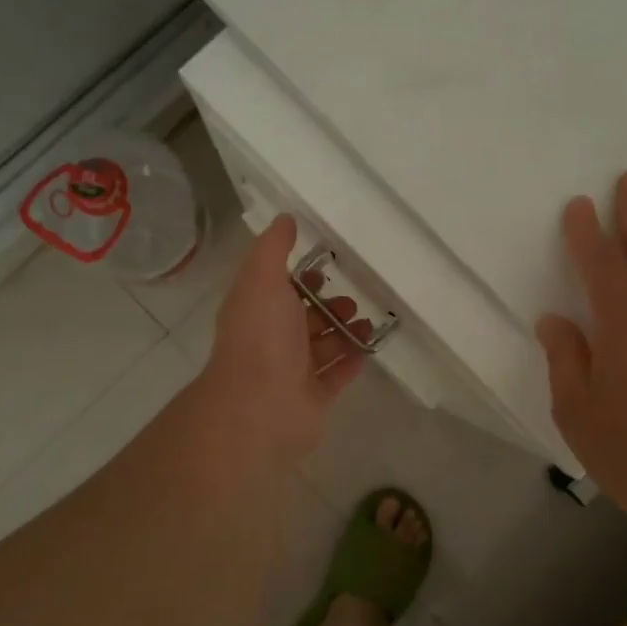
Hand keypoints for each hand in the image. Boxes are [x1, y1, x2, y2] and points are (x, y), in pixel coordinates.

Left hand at [198, 215, 369, 466]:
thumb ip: (274, 248)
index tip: (325, 267)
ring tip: (368, 322)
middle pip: (303, 319)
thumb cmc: (261, 337)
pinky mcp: (313, 398)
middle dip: (327, 306)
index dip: (300, 278)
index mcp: (256, 311)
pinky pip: (336, 375)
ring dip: (344, 333)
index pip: (278, 289)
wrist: (261, 406)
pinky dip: (351, 361)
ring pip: (322, 347)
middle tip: (353, 299)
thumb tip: (285, 218)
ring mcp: (292, 372)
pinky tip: (370, 348)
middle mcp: (271, 341)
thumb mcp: (262, 278)